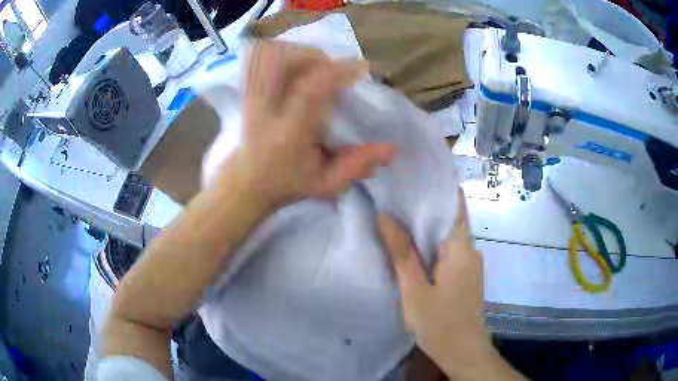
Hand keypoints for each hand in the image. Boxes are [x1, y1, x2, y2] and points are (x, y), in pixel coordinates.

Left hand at [232, 41, 395, 207]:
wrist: (246, 183)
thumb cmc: (287, 183)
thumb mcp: (326, 183)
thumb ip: (358, 166)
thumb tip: (392, 148)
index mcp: (291, 128)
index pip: (313, 87)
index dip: (340, 70)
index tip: (362, 67)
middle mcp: (269, 106)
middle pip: (288, 59)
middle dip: (318, 56)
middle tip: (335, 70)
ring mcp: (255, 95)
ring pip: (273, 54)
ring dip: (300, 54)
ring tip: (317, 67)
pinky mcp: (249, 91)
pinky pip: (262, 59)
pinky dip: (282, 55)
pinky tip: (295, 68)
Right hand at [379, 190, 521, 379]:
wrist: (463, 353)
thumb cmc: (440, 323)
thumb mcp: (414, 290)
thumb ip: (402, 253)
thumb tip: (385, 216)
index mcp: (461, 248)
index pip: (454, 204)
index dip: (436, 186)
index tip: (413, 174)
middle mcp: (470, 250)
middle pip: (449, 219)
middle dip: (424, 207)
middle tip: (394, 194)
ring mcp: (470, 264)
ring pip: (447, 237)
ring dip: (426, 227)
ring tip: (398, 214)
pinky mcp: (465, 275)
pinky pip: (448, 252)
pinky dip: (431, 245)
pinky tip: (412, 247)